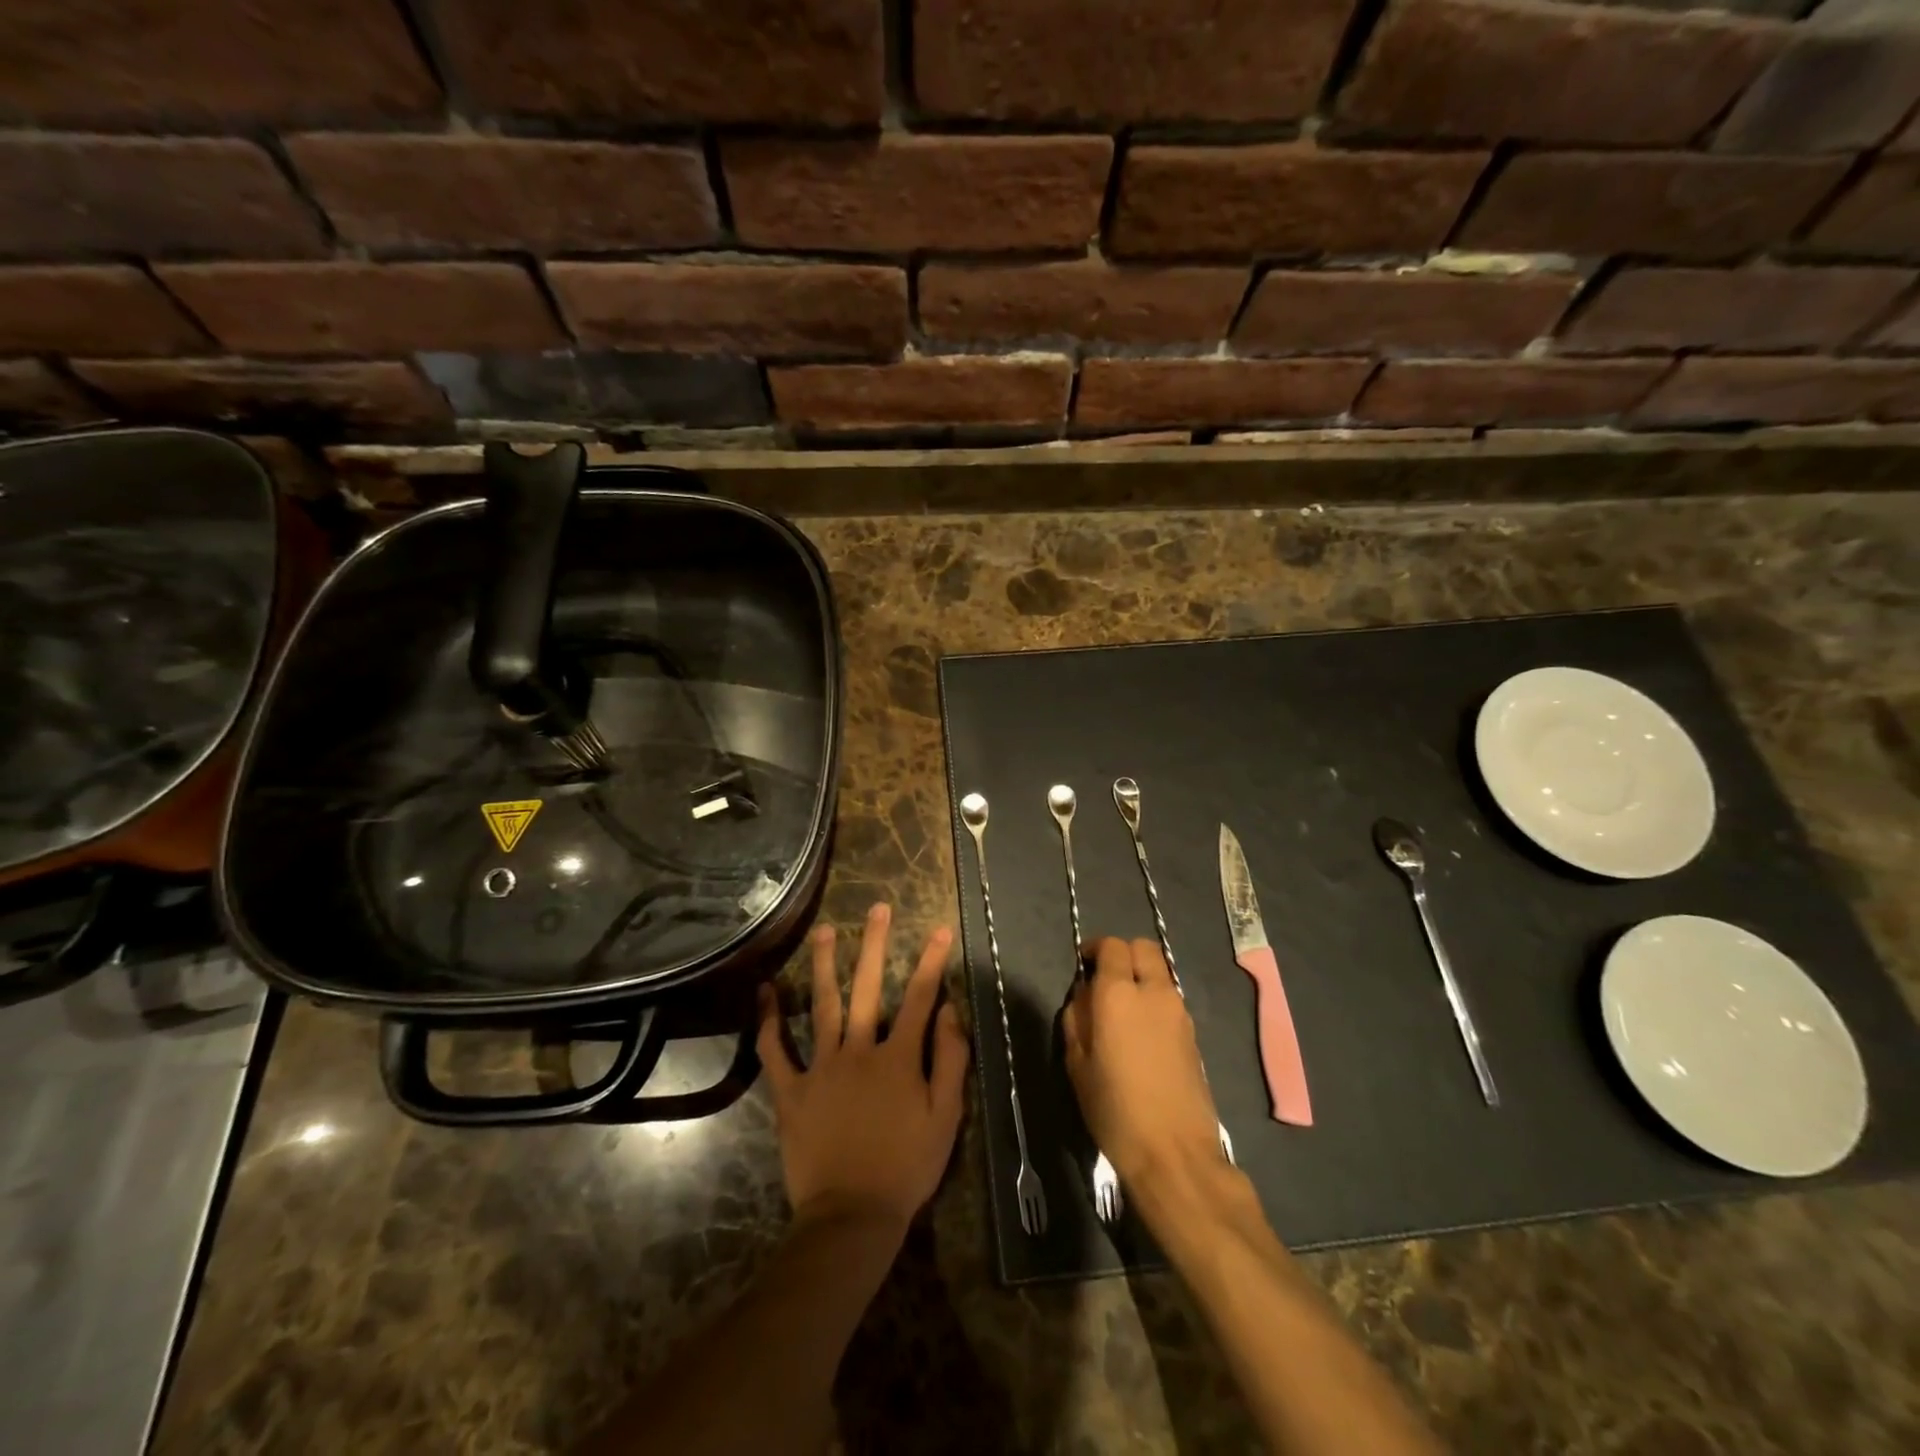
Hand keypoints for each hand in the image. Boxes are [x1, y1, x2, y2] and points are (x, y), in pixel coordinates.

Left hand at [757, 904, 969, 1234]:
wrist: (852, 1216)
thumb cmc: (907, 1167)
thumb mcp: (946, 1117)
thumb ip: (951, 1059)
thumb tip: (951, 1010)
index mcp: (898, 1057)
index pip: (920, 998)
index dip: (933, 961)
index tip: (940, 928)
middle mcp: (859, 1050)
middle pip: (869, 988)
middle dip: (876, 944)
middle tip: (878, 908)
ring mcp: (821, 1068)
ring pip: (823, 1006)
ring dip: (824, 965)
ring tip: (825, 931)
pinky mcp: (791, 1091)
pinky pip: (776, 1051)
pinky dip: (769, 1021)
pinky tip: (765, 992)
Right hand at [1063, 936, 1226, 1189]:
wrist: (1174, 1153)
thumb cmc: (1114, 1109)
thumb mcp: (1077, 1064)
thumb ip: (1077, 1019)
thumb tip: (1084, 996)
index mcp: (1118, 994)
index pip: (1112, 946)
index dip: (1095, 948)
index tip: (1083, 965)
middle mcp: (1154, 992)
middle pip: (1143, 948)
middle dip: (1123, 954)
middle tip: (1104, 979)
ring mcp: (1179, 1012)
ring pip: (1160, 973)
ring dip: (1141, 977)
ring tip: (1122, 1010)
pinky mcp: (1193, 1034)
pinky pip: (1170, 999)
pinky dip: (1154, 1000)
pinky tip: (1141, 1034)